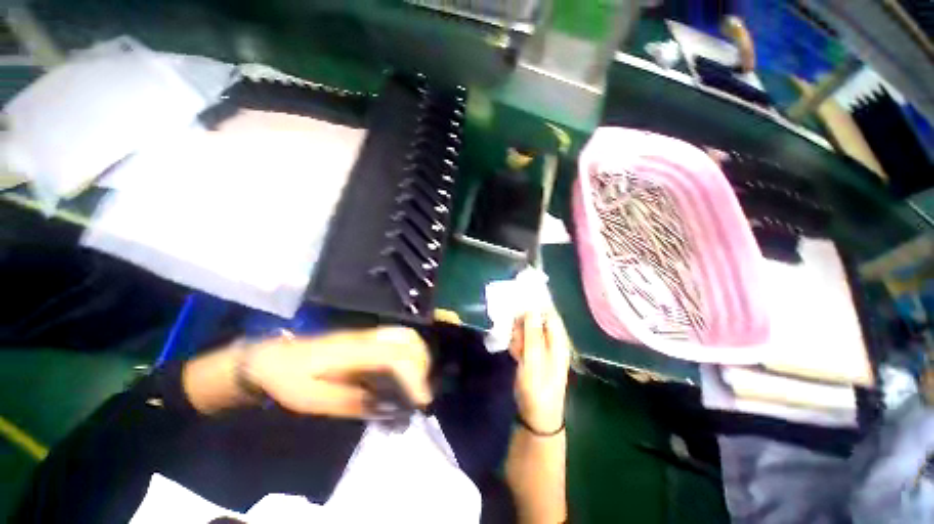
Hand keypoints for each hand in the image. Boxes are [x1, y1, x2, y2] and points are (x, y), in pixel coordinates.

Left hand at [246, 326, 431, 417]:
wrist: (272, 358)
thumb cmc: (289, 381)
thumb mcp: (314, 401)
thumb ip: (353, 402)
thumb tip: (388, 405)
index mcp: (352, 352)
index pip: (395, 355)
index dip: (414, 375)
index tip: (421, 400)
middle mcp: (366, 337)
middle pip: (407, 338)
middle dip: (422, 363)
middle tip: (420, 392)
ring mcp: (366, 334)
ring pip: (404, 334)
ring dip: (418, 356)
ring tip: (417, 382)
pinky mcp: (365, 337)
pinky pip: (397, 338)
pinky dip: (409, 352)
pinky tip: (404, 371)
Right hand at [509, 308, 571, 432]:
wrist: (536, 416)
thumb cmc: (537, 388)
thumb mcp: (533, 360)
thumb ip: (532, 334)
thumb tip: (531, 309)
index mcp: (558, 341)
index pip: (549, 314)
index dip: (535, 306)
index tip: (518, 302)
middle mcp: (552, 342)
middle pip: (537, 321)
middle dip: (523, 323)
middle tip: (514, 333)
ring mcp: (542, 349)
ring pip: (528, 330)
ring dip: (518, 334)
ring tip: (514, 347)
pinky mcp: (533, 355)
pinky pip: (524, 341)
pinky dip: (517, 343)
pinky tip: (514, 352)